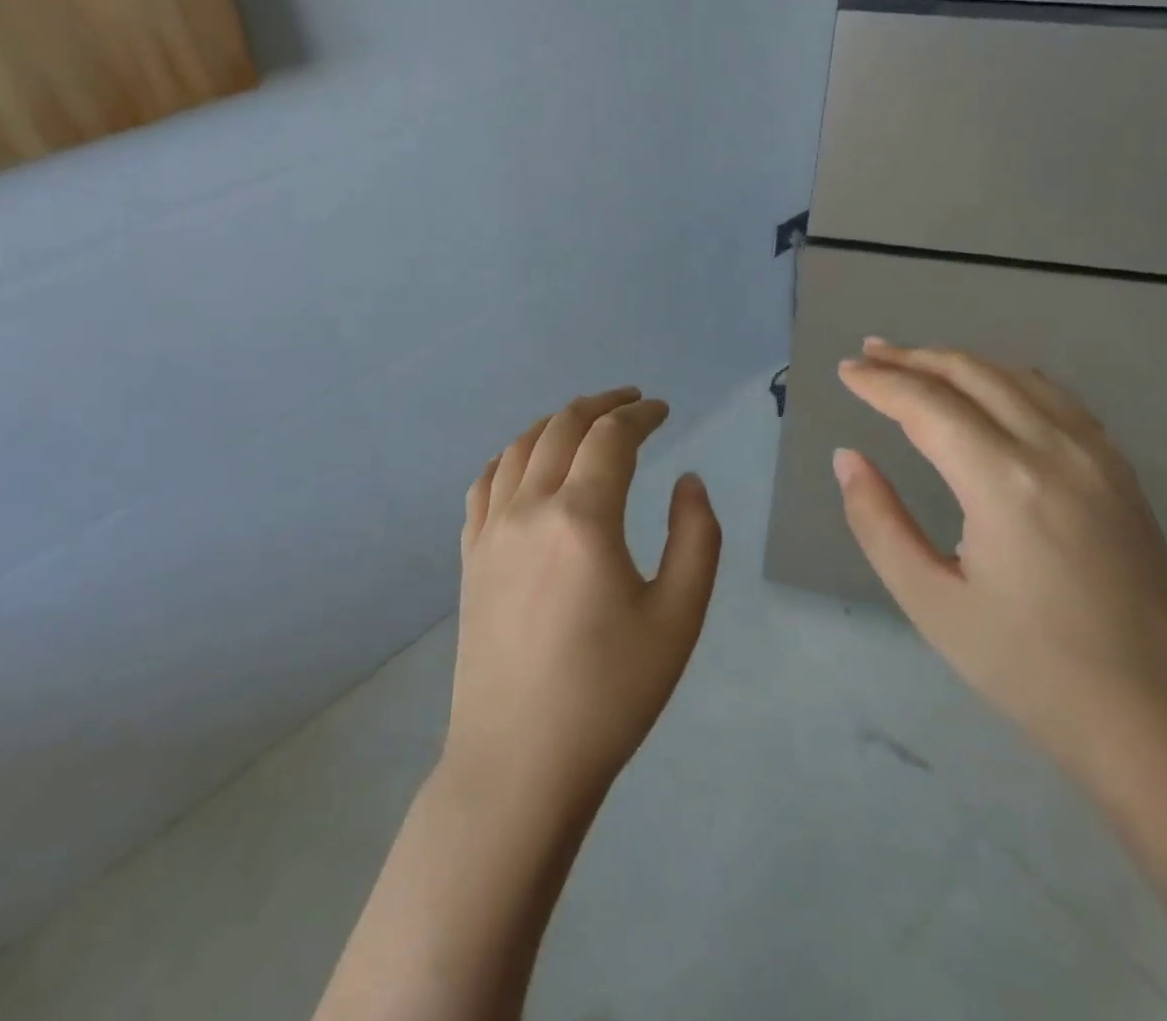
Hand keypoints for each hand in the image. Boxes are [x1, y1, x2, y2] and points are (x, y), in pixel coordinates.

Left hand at [442, 388, 721, 813]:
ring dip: (555, 422)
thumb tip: (687, 480)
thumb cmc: (609, 694)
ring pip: (519, 447)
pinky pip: (485, 483)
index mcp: (582, 517)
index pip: (611, 437)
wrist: (519, 763)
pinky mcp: (470, 557)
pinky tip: (524, 463)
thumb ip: (696, 537)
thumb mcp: (678, 617)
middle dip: (600, 405)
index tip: (663, 410)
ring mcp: (491, 531)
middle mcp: (530, 508)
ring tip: (584, 421)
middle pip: (562, 428)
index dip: (641, 414)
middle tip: (630, 402)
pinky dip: (511, 456)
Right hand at [833, 340, 1166, 777]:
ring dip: (959, 362)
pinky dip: (1008, 378)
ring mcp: (1097, 456)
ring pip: (1017, 376)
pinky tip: (990, 387)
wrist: (1158, 723)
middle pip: (972, 374)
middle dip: (914, 358)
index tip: (844, 372)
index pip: (927, 405)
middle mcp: (1054, 450)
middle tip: (868, 353)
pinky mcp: (1120, 472)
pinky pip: (1056, 398)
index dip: (880, 383)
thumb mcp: (930, 603)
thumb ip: (877, 521)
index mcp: (1004, 482)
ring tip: (916, 361)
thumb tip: (848, 458)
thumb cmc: (1030, 670)